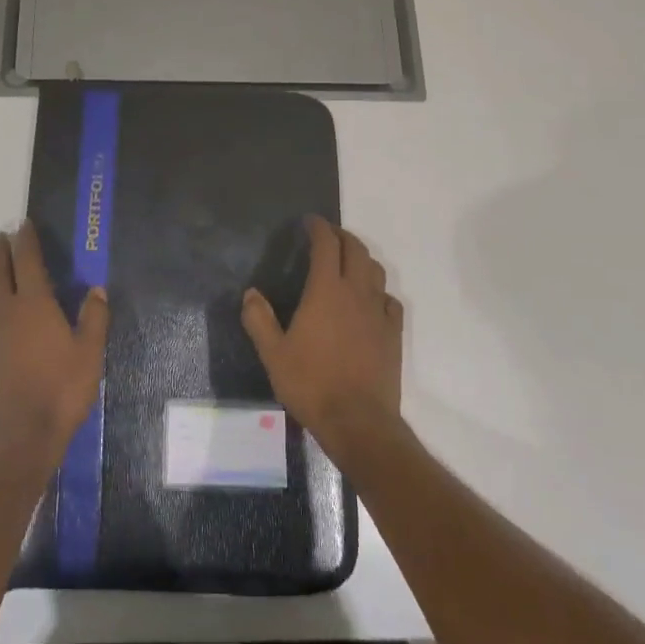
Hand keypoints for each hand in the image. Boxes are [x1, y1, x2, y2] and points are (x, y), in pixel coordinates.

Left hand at [0, 221, 109, 476]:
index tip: (23, 224)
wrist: (18, 437)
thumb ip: (93, 319)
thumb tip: (96, 289)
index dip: (26, 242)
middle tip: (0, 237)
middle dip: (0, 253)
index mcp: (34, 305)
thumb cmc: (60, 391)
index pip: (28, 263)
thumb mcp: (89, 354)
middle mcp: (7, 312)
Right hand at [242, 217, 402, 463]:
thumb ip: (259, 320)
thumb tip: (251, 294)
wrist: (358, 422)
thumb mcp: (273, 354)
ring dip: (362, 258)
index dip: (319, 228)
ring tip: (349, 262)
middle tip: (328, 235)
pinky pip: (390, 301)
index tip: (310, 221)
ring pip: (376, 271)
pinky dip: (379, 292)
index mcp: (326, 291)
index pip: (326, 245)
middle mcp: (356, 293)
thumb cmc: (311, 384)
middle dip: (342, 236)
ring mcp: (378, 313)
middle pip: (356, 250)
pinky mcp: (393, 334)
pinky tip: (371, 301)